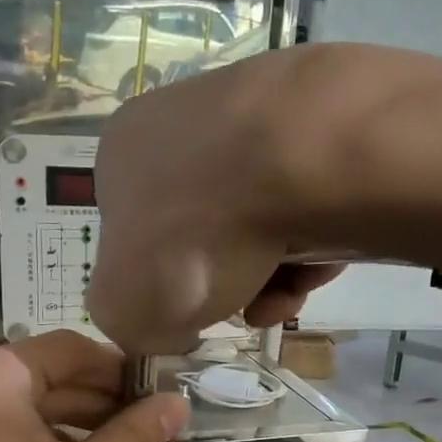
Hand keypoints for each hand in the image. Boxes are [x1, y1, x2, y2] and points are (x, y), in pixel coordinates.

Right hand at [86, 47, 350, 353]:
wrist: (292, 163)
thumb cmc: (189, 236)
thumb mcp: (122, 309)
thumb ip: (126, 323)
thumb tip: (165, 326)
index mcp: (124, 155)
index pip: (135, 234)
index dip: (161, 287)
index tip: (188, 318)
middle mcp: (183, 123)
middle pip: (203, 233)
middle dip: (225, 285)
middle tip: (245, 312)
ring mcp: (254, 116)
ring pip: (258, 222)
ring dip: (271, 276)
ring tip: (285, 297)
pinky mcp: (318, 127)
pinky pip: (309, 203)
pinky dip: (313, 244)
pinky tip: (318, 266)